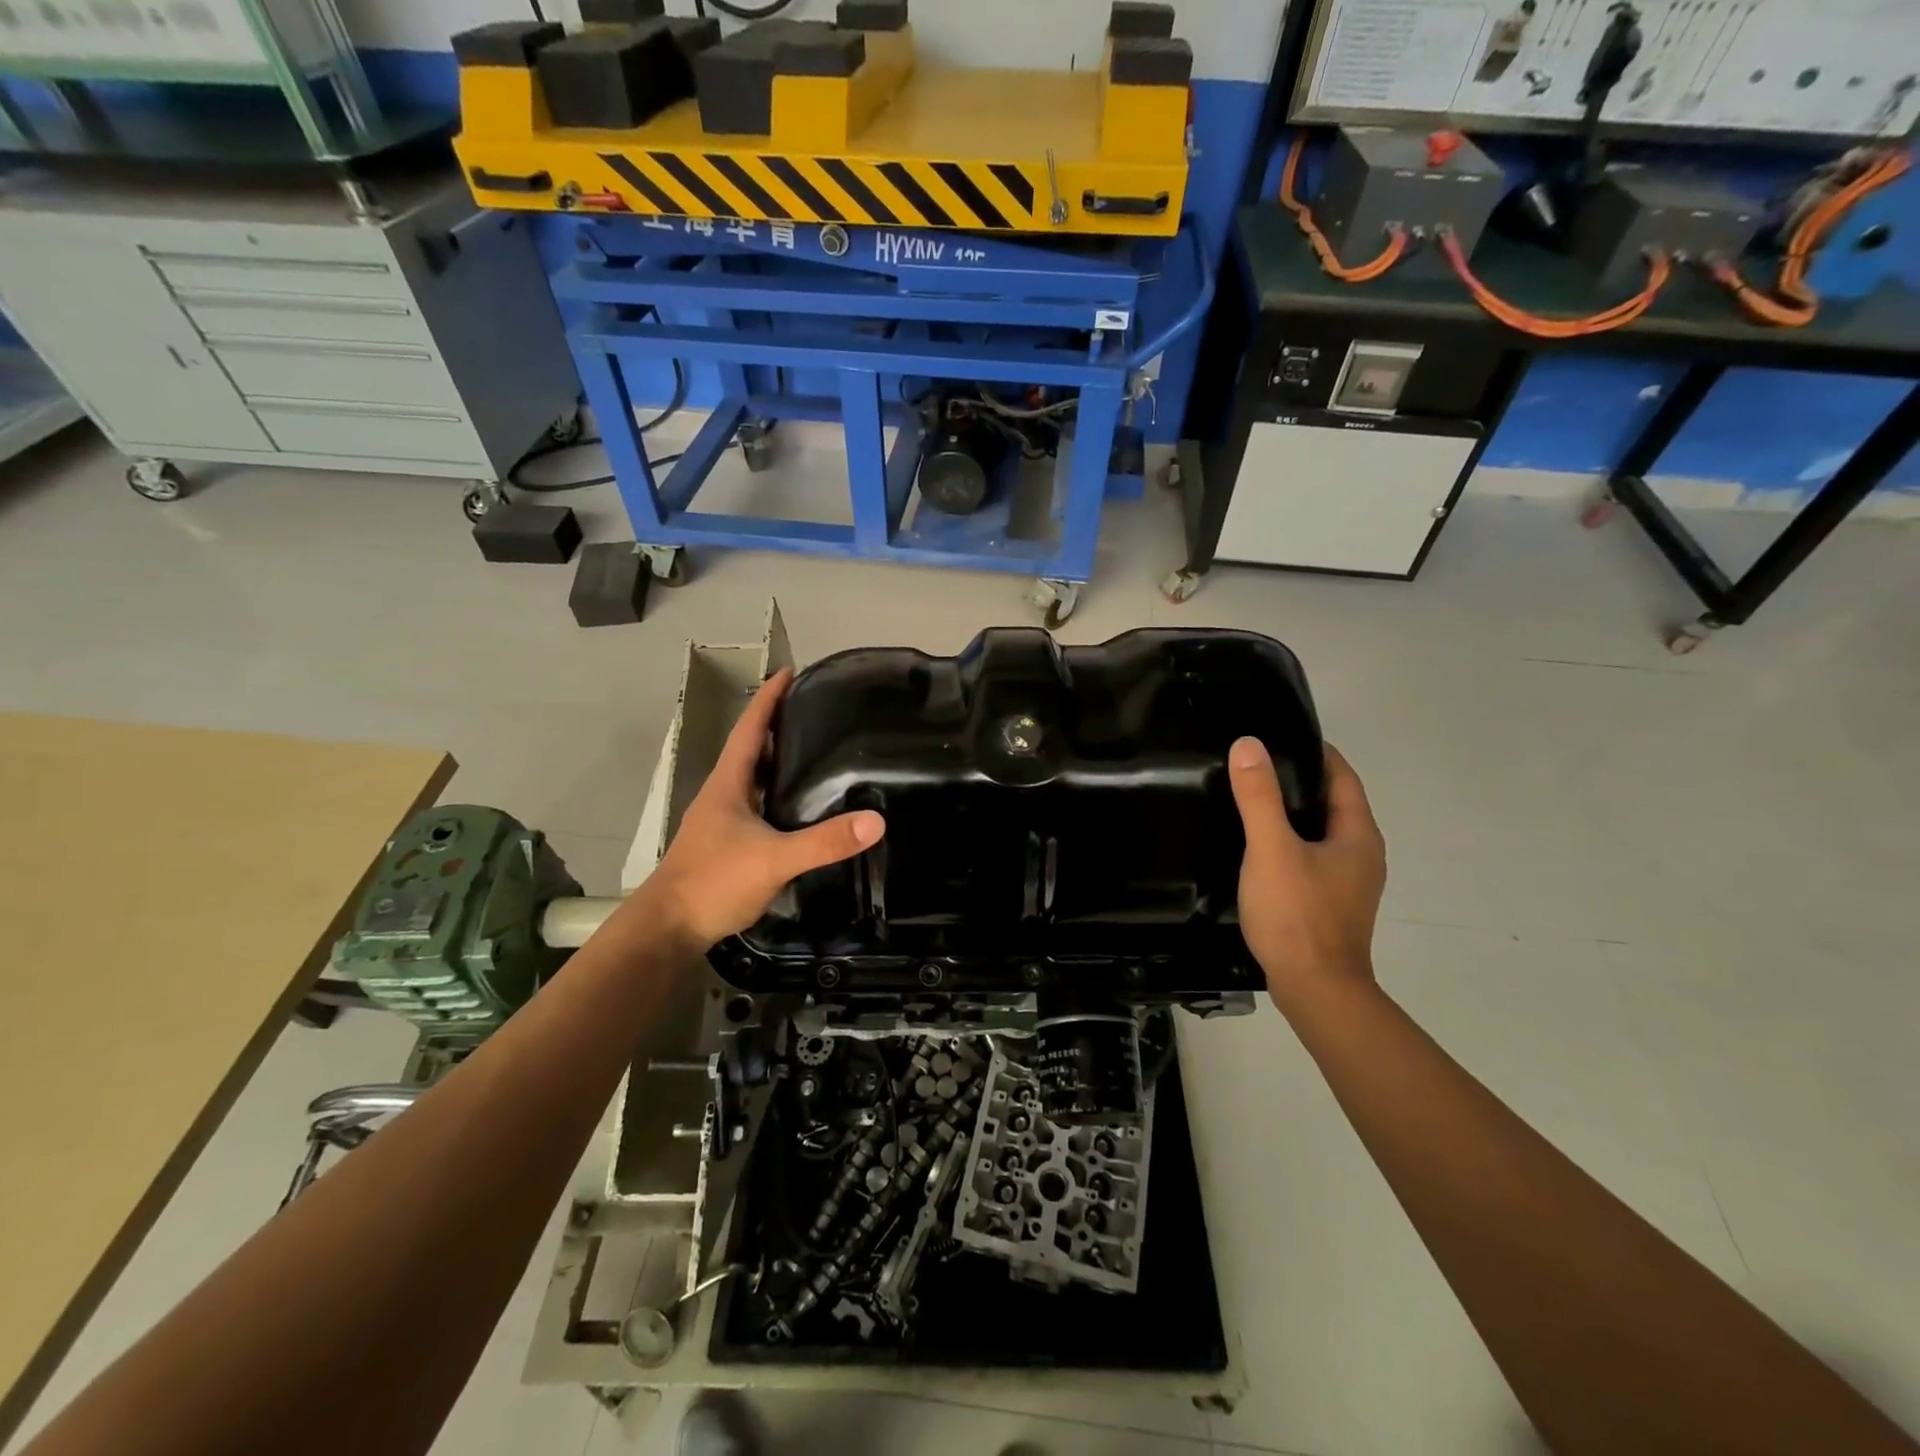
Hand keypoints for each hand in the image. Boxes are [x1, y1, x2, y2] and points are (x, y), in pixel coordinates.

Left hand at [644, 668, 884, 949]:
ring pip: (754, 778)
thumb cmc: (713, 881)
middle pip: (753, 748)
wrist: (669, 928)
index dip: (769, 699)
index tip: (791, 672)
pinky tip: (800, 806)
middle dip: (780, 725)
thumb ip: (824, 842)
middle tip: (817, 710)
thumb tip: (876, 820)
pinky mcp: (728, 844)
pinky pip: (758, 806)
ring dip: (779, 760)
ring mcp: (723, 820)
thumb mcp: (774, 859)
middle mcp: (723, 794)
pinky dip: (779, 794)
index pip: (751, 729)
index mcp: (728, 783)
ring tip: (815, 750)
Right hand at [1228, 737, 1385, 1010]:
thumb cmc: (1298, 915)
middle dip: (1297, 780)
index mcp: (1357, 834)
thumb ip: (1258, 797)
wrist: (1316, 991)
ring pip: (1319, 832)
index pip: (1341, 775)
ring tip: (1248, 799)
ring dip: (1291, 813)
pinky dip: (1288, 841)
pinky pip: (1310, 856)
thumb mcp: (1272, 849)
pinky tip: (1256, 847)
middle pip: (1332, 802)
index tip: (1275, 735)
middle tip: (1252, 764)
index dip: (1313, 751)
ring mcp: (1348, 882)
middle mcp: (1361, 853)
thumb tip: (1249, 744)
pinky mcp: (1330, 903)